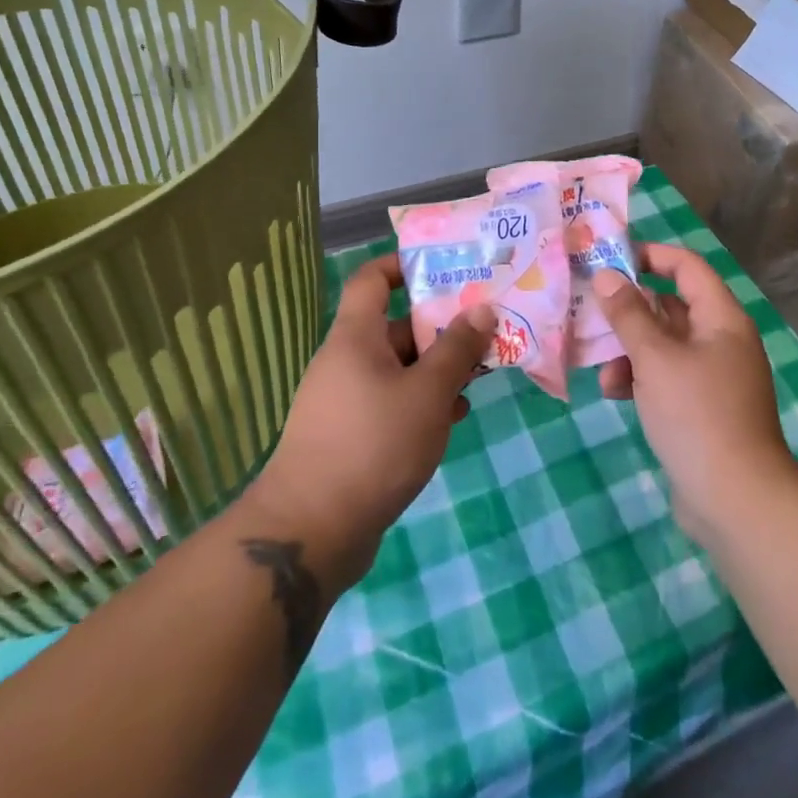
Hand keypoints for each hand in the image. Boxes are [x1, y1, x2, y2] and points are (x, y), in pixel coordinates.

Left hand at [244, 253, 492, 588]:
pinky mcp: (351, 434)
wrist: (312, 531)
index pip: (372, 279)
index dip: (403, 265)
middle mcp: (347, 360)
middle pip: (396, 326)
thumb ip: (457, 349)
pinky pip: (391, 401)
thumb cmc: (373, 445)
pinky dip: (421, 401)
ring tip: (480, 375)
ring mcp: (346, 399)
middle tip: (485, 329)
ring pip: (399, 367)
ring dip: (437, 368)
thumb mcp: (427, 393)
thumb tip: (482, 309)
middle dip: (441, 327)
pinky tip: (452, 417)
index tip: (445, 268)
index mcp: (356, 337)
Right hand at [592, 244, 797, 545]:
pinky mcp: (701, 408)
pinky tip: (613, 393)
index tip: (610, 258)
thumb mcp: (655, 359)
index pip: (687, 266)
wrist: (737, 502)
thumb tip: (606, 275)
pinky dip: (640, 378)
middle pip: (671, 305)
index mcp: (721, 318)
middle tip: (589, 308)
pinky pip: (666, 377)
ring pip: (664, 344)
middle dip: (630, 309)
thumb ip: (628, 314)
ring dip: (629, 349)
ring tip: (600, 366)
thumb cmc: (697, 415)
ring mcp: (713, 376)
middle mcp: (721, 340)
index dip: (650, 255)